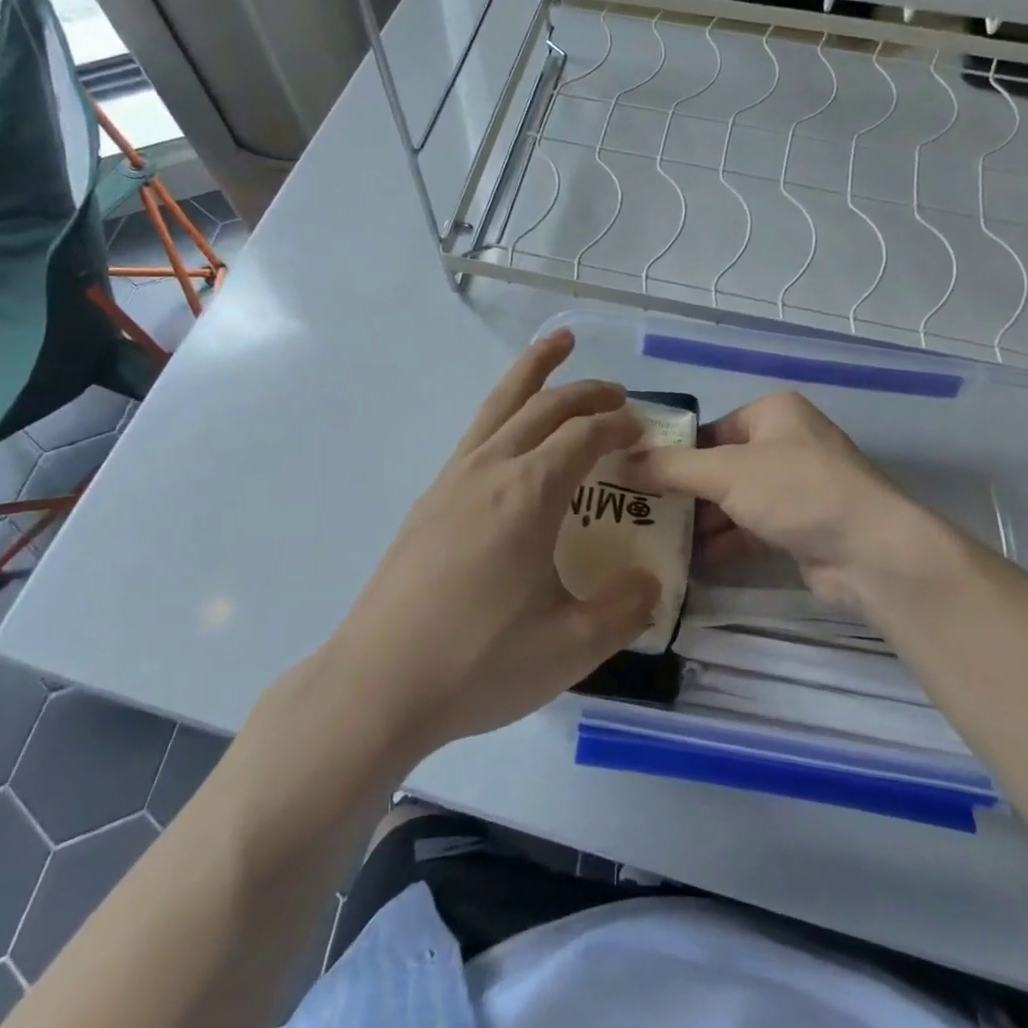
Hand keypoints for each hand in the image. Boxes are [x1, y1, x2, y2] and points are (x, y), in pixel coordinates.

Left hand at [312, 330, 658, 755]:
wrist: (376, 685)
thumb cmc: (477, 663)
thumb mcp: (570, 648)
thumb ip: (623, 610)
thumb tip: (651, 584)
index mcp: (529, 494)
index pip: (585, 436)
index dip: (619, 425)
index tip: (643, 429)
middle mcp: (491, 469)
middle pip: (544, 406)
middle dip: (586, 391)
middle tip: (617, 391)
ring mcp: (453, 479)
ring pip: (500, 404)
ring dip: (533, 371)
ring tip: (556, 342)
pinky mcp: (430, 498)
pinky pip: (477, 432)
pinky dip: (504, 408)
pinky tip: (510, 431)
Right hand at [626, 391, 960, 617]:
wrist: (869, 551)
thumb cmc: (796, 491)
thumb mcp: (726, 472)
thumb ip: (672, 467)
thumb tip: (622, 461)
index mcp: (772, 413)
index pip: (709, 429)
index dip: (673, 452)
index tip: (636, 477)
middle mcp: (786, 443)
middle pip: (720, 466)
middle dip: (684, 491)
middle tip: (639, 512)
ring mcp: (796, 487)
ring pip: (735, 500)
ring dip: (701, 520)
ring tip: (654, 537)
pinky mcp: (800, 526)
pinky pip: (751, 528)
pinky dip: (724, 542)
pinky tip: (689, 561)